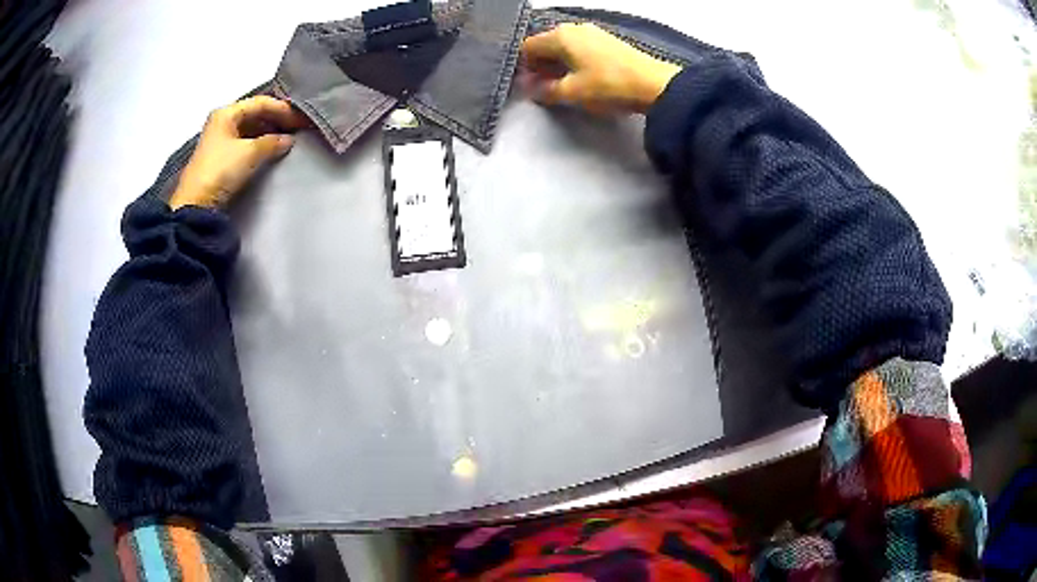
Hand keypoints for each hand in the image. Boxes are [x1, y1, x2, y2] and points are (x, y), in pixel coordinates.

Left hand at [170, 96, 306, 209]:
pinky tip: (270, 149)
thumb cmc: (220, 171)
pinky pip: (244, 141)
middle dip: (276, 119)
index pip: (261, 103)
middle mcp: (222, 121)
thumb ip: (272, 142)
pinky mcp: (220, 156)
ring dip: (269, 132)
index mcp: (227, 112)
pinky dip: (259, 143)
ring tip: (286, 139)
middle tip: (297, 128)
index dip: (283, 109)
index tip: (301, 120)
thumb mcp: (250, 153)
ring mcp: (220, 138)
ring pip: (250, 128)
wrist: (196, 204)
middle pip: (255, 113)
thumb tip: (288, 140)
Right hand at [521, 23, 680, 114]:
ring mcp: (593, 33)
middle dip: (541, 65)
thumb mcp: (571, 93)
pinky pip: (580, 48)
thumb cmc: (609, 86)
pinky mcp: (608, 42)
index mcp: (560, 37)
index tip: (529, 86)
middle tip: (544, 87)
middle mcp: (574, 29)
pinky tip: (582, 78)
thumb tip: (530, 88)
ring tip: (564, 85)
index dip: (524, 67)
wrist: (654, 85)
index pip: (528, 47)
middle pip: (546, 44)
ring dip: (558, 64)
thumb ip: (545, 90)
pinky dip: (574, 61)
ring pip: (564, 46)